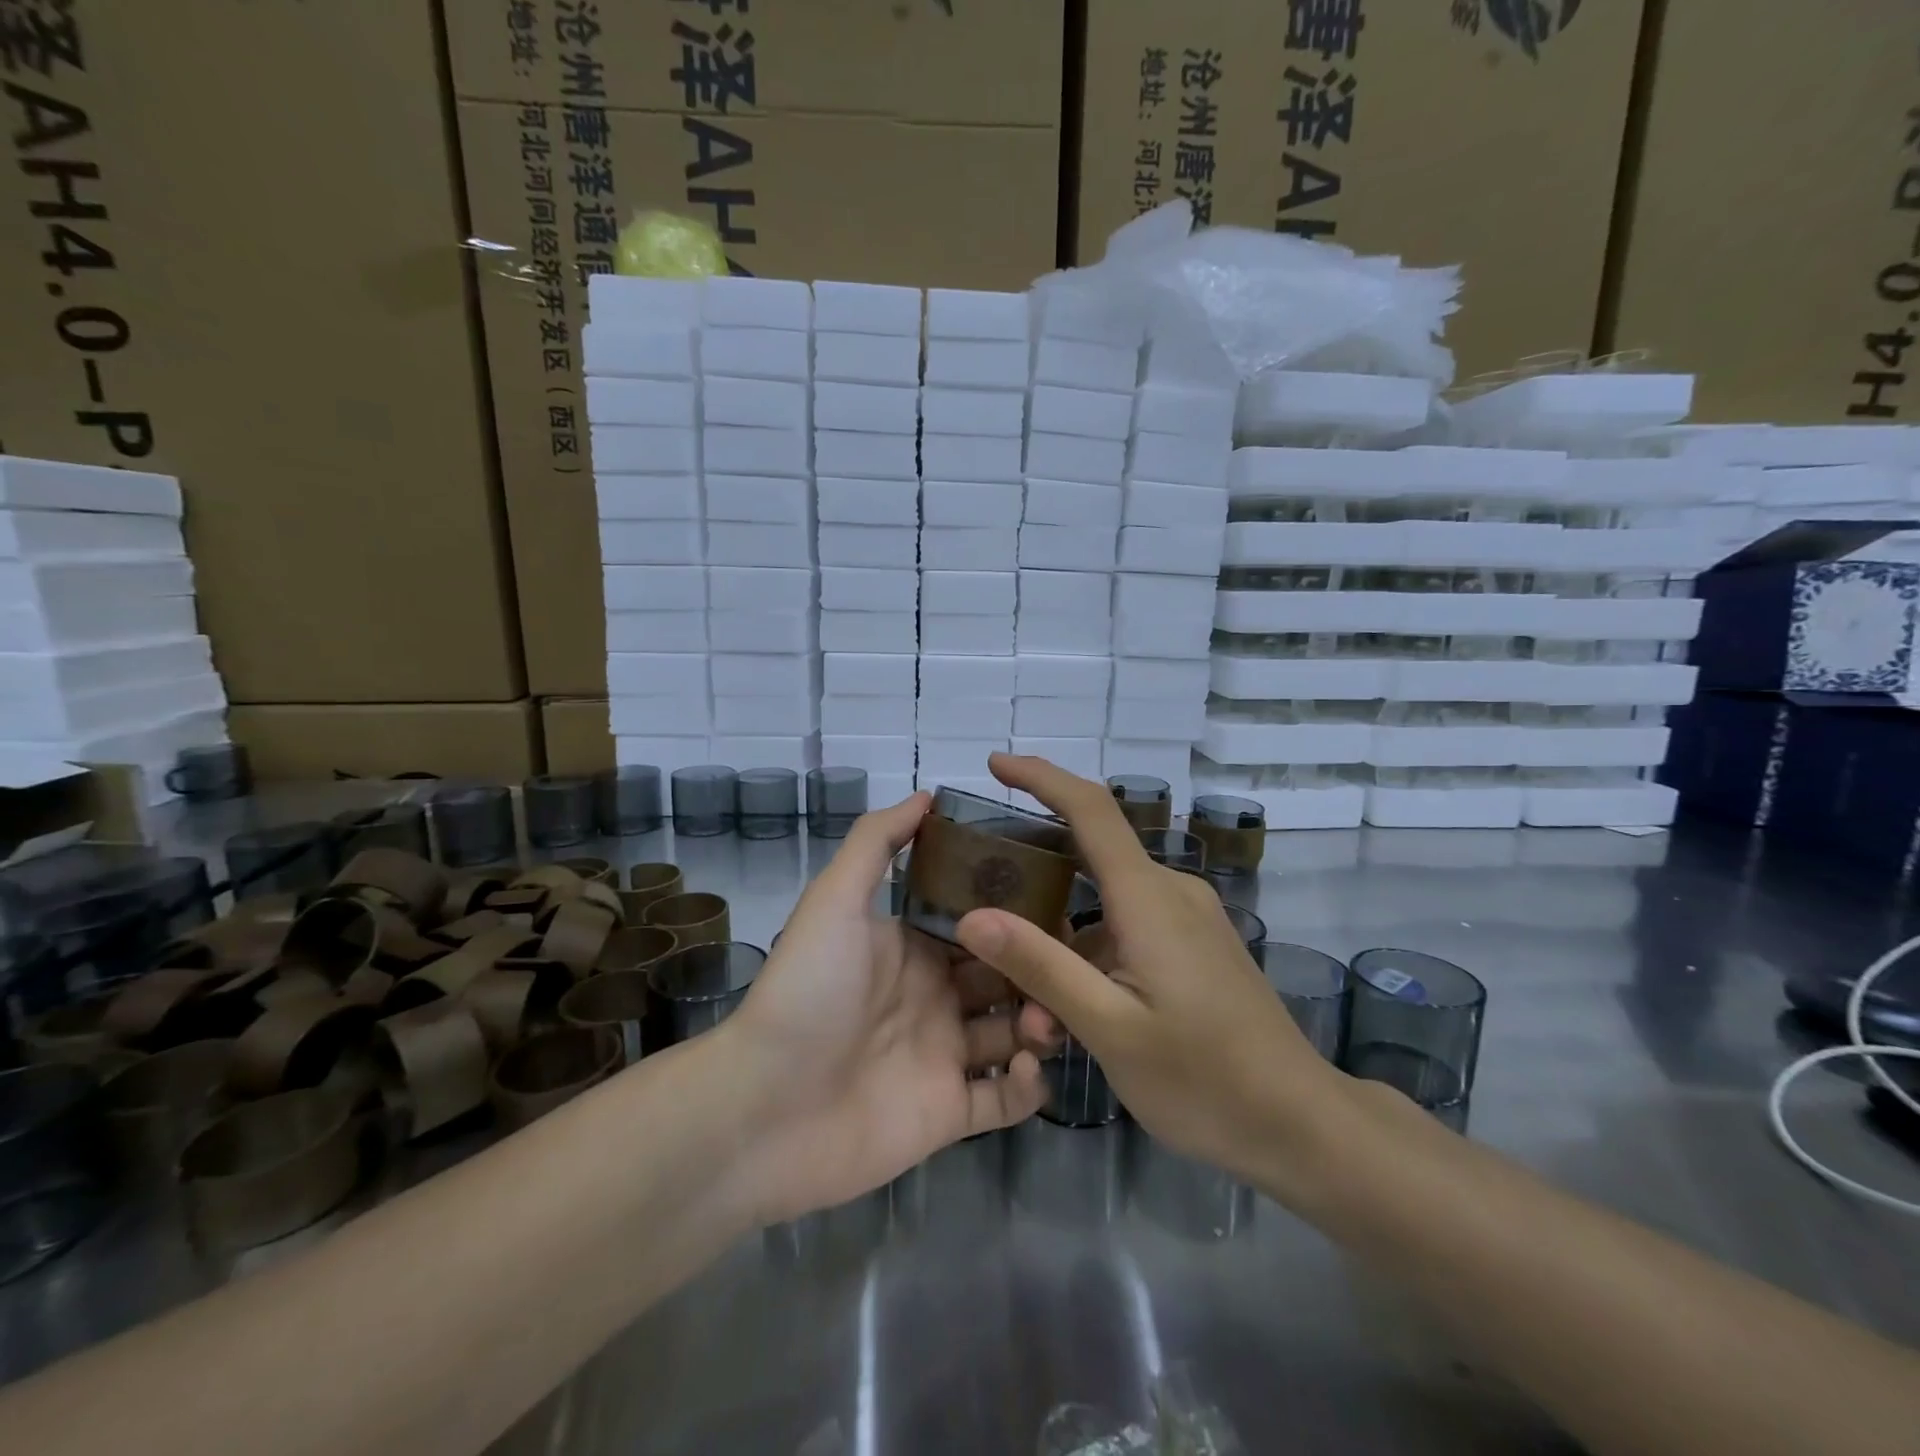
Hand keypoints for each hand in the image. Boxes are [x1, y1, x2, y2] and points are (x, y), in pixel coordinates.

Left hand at [721, 793, 1052, 1225]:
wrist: (764, 1108)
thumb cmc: (808, 992)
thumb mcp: (835, 901)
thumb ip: (877, 843)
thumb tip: (927, 794)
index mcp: (915, 948)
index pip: (982, 922)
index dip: (1018, 911)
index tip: (1059, 899)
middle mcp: (936, 997)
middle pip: (1008, 975)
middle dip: (1041, 968)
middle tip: (1070, 967)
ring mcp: (944, 1055)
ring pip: (1016, 1033)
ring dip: (1042, 1023)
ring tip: (1045, 1021)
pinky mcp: (950, 1113)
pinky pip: (1005, 1100)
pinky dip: (1026, 1086)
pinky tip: (1024, 1068)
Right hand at [955, 755, 1348, 1194]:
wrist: (1300, 1123)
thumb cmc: (1204, 1078)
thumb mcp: (1109, 1027)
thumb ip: (1040, 966)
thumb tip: (971, 917)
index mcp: (1148, 896)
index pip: (1090, 808)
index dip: (1040, 776)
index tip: (995, 763)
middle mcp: (1169, 891)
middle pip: (1090, 853)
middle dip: (1034, 870)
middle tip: (981, 896)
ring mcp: (1187, 918)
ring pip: (1104, 902)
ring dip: (1060, 936)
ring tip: (1028, 1000)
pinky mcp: (1195, 945)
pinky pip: (1128, 927)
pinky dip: (1090, 952)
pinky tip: (1072, 1009)